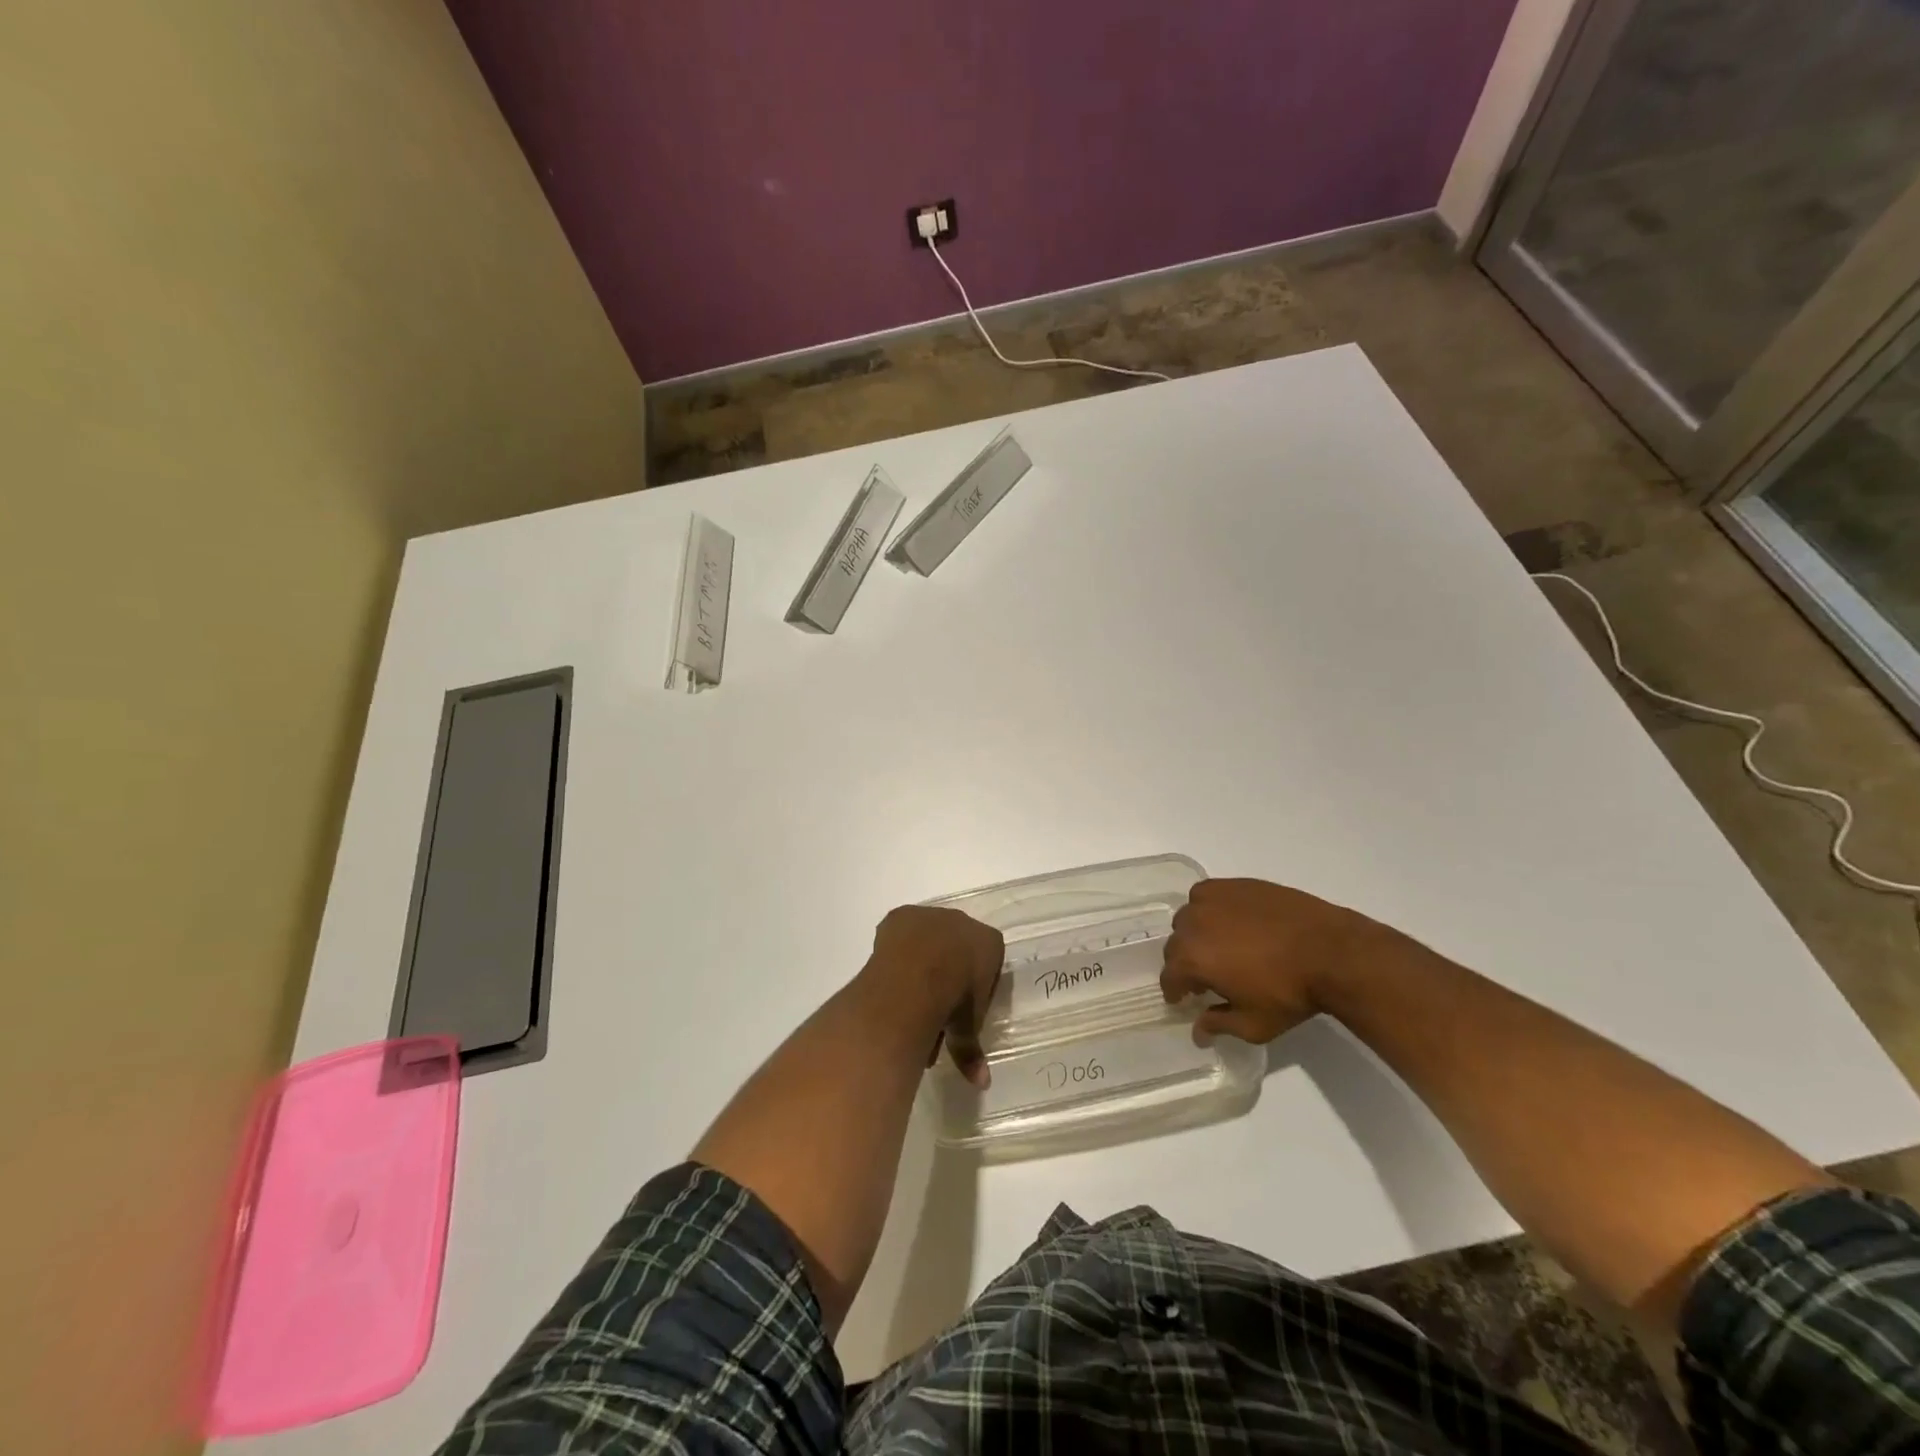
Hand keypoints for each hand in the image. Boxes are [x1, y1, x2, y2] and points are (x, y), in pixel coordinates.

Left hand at [865, 906, 1003, 1087]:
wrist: (918, 974)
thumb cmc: (955, 999)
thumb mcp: (966, 1029)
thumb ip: (971, 1050)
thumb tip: (981, 1084)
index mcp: (989, 943)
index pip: (987, 960)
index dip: (974, 986)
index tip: (962, 1008)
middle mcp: (963, 922)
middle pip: (956, 948)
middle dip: (946, 974)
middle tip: (933, 1008)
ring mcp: (931, 915)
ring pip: (927, 941)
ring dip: (920, 964)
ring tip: (905, 1001)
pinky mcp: (901, 915)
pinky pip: (901, 933)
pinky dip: (897, 952)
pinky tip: (891, 977)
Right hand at [1160, 878, 1397, 1042]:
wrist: (1331, 952)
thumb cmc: (1289, 993)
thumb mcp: (1254, 1024)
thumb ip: (1219, 1025)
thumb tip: (1198, 1031)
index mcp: (1192, 959)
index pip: (1168, 977)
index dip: (1175, 991)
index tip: (1184, 999)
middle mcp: (1193, 924)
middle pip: (1175, 945)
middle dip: (1185, 963)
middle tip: (1206, 976)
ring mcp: (1212, 900)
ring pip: (1189, 917)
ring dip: (1195, 933)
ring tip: (1218, 945)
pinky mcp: (1233, 884)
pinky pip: (1207, 895)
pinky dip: (1210, 908)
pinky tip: (1230, 920)